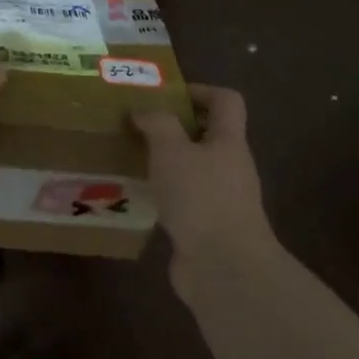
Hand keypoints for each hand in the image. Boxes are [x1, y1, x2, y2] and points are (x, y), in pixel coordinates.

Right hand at [133, 85, 278, 294]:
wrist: (223, 267)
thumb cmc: (201, 199)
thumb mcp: (173, 151)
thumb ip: (158, 125)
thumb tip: (144, 111)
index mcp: (229, 142)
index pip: (226, 101)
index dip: (199, 90)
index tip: (165, 95)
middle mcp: (230, 167)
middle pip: (207, 136)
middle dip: (173, 129)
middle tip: (136, 127)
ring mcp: (220, 200)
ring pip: (191, 170)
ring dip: (164, 163)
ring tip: (129, 160)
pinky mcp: (205, 227)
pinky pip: (182, 200)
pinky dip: (161, 194)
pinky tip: (136, 197)